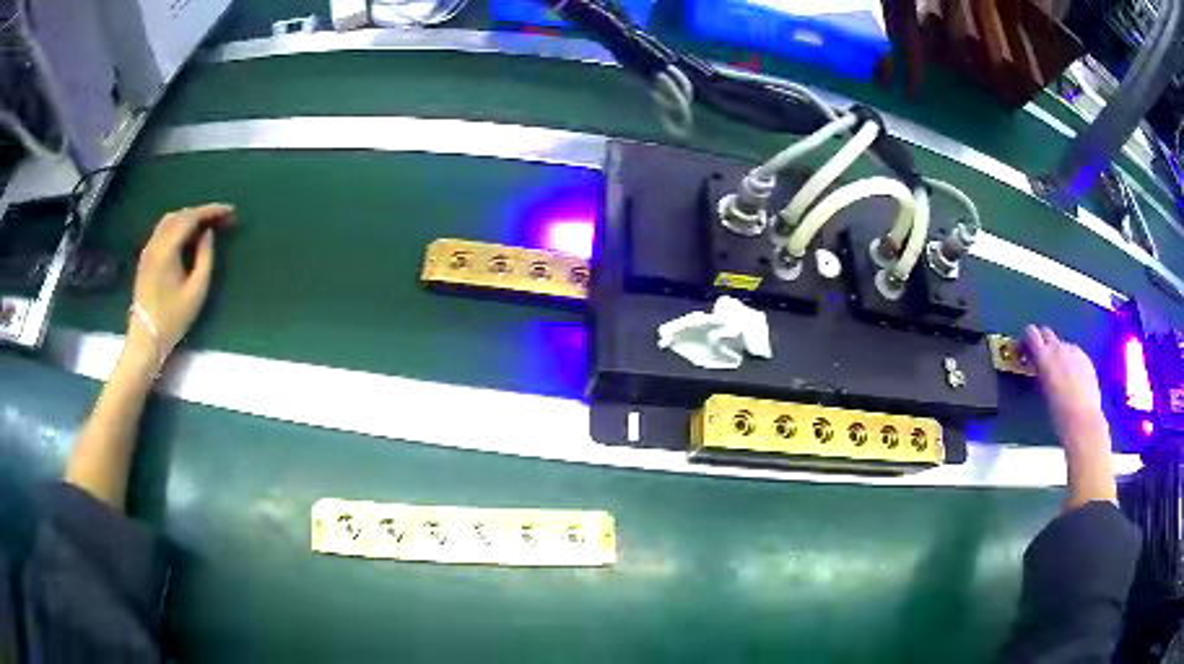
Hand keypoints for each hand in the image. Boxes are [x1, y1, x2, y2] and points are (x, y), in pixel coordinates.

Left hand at [128, 204, 234, 364]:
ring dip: (189, 217)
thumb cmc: (173, 318)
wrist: (146, 337)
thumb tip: (208, 234)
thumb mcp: (196, 291)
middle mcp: (156, 242)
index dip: (212, 211)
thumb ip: (205, 258)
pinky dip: (179, 225)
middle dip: (202, 212)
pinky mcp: (146, 257)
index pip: (191, 218)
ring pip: (170, 220)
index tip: (230, 211)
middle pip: (180, 215)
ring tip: (206, 225)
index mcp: (167, 249)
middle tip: (221, 218)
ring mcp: (149, 249)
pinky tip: (188, 235)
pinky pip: (163, 230)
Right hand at [1025, 325, 1107, 446]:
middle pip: (1047, 332)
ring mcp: (1075, 352)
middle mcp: (1059, 348)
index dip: (1027, 340)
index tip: (1025, 350)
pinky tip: (1073, 380)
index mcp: (1045, 356)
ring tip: (1060, 375)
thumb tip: (1039, 367)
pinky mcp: (1086, 359)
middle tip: (1040, 360)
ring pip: (1062, 345)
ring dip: (1058, 354)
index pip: (1031, 333)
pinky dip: (1071, 362)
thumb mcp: (1042, 392)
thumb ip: (1040, 372)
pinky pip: (1075, 354)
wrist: (1083, 422)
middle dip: (1042, 342)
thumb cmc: (1059, 415)